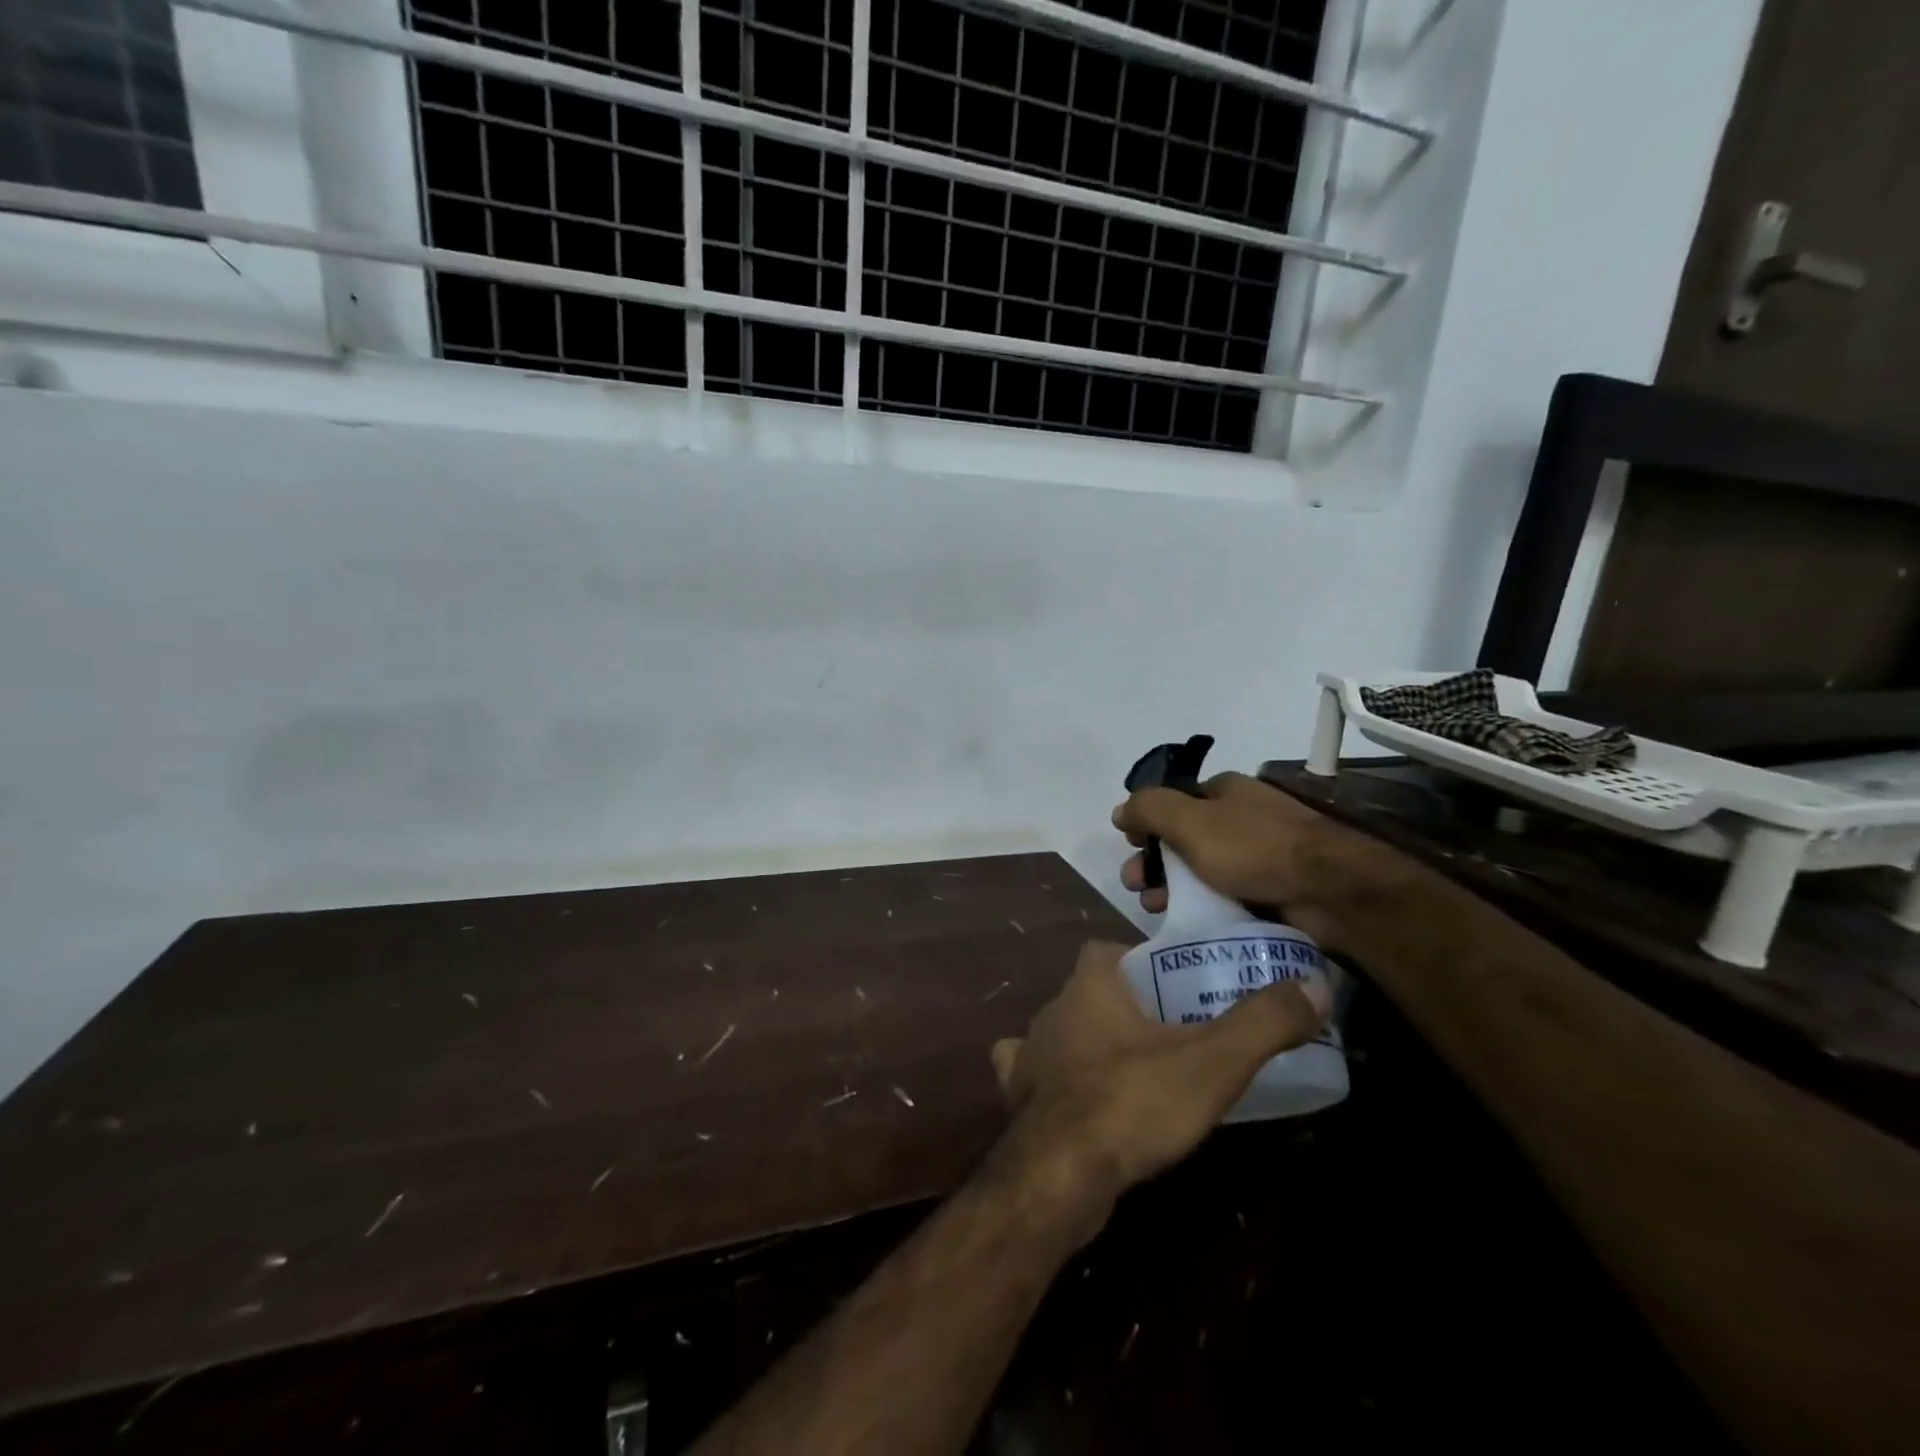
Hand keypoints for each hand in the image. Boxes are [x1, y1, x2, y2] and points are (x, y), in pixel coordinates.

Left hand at [989, 941, 1326, 1223]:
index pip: (1111, 951)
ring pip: (1069, 1033)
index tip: (1181, 986)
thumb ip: (1263, 1023)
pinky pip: (1043, 1075)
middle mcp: (1054, 1009)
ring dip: (1097, 1044)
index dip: (1143, 962)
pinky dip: (1065, 1081)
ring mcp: (1032, 1054)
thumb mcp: (1212, 1062)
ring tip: (1142, 1070)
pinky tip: (1090, 1102)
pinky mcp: (1022, 1098)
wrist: (1058, 1176)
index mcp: (1090, 984)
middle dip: (1128, 1006)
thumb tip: (1316, 986)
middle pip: (1093, 993)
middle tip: (1177, 1033)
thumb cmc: (1132, 1102)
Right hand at [1113, 771, 1352, 926]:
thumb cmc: (1253, 848)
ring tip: (1156, 910)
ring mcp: (1260, 852)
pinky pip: (1227, 893)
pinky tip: (1189, 921)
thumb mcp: (1189, 821)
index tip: (1131, 849)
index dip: (1147, 825)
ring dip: (1173, 887)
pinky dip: (1205, 904)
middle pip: (1183, 838)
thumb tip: (1120, 810)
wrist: (1330, 890)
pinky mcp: (1273, 887)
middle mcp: (1241, 816)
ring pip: (1202, 869)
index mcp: (1223, 790)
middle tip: (1135, 886)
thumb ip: (1149, 809)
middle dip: (1154, 861)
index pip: (1172, 803)